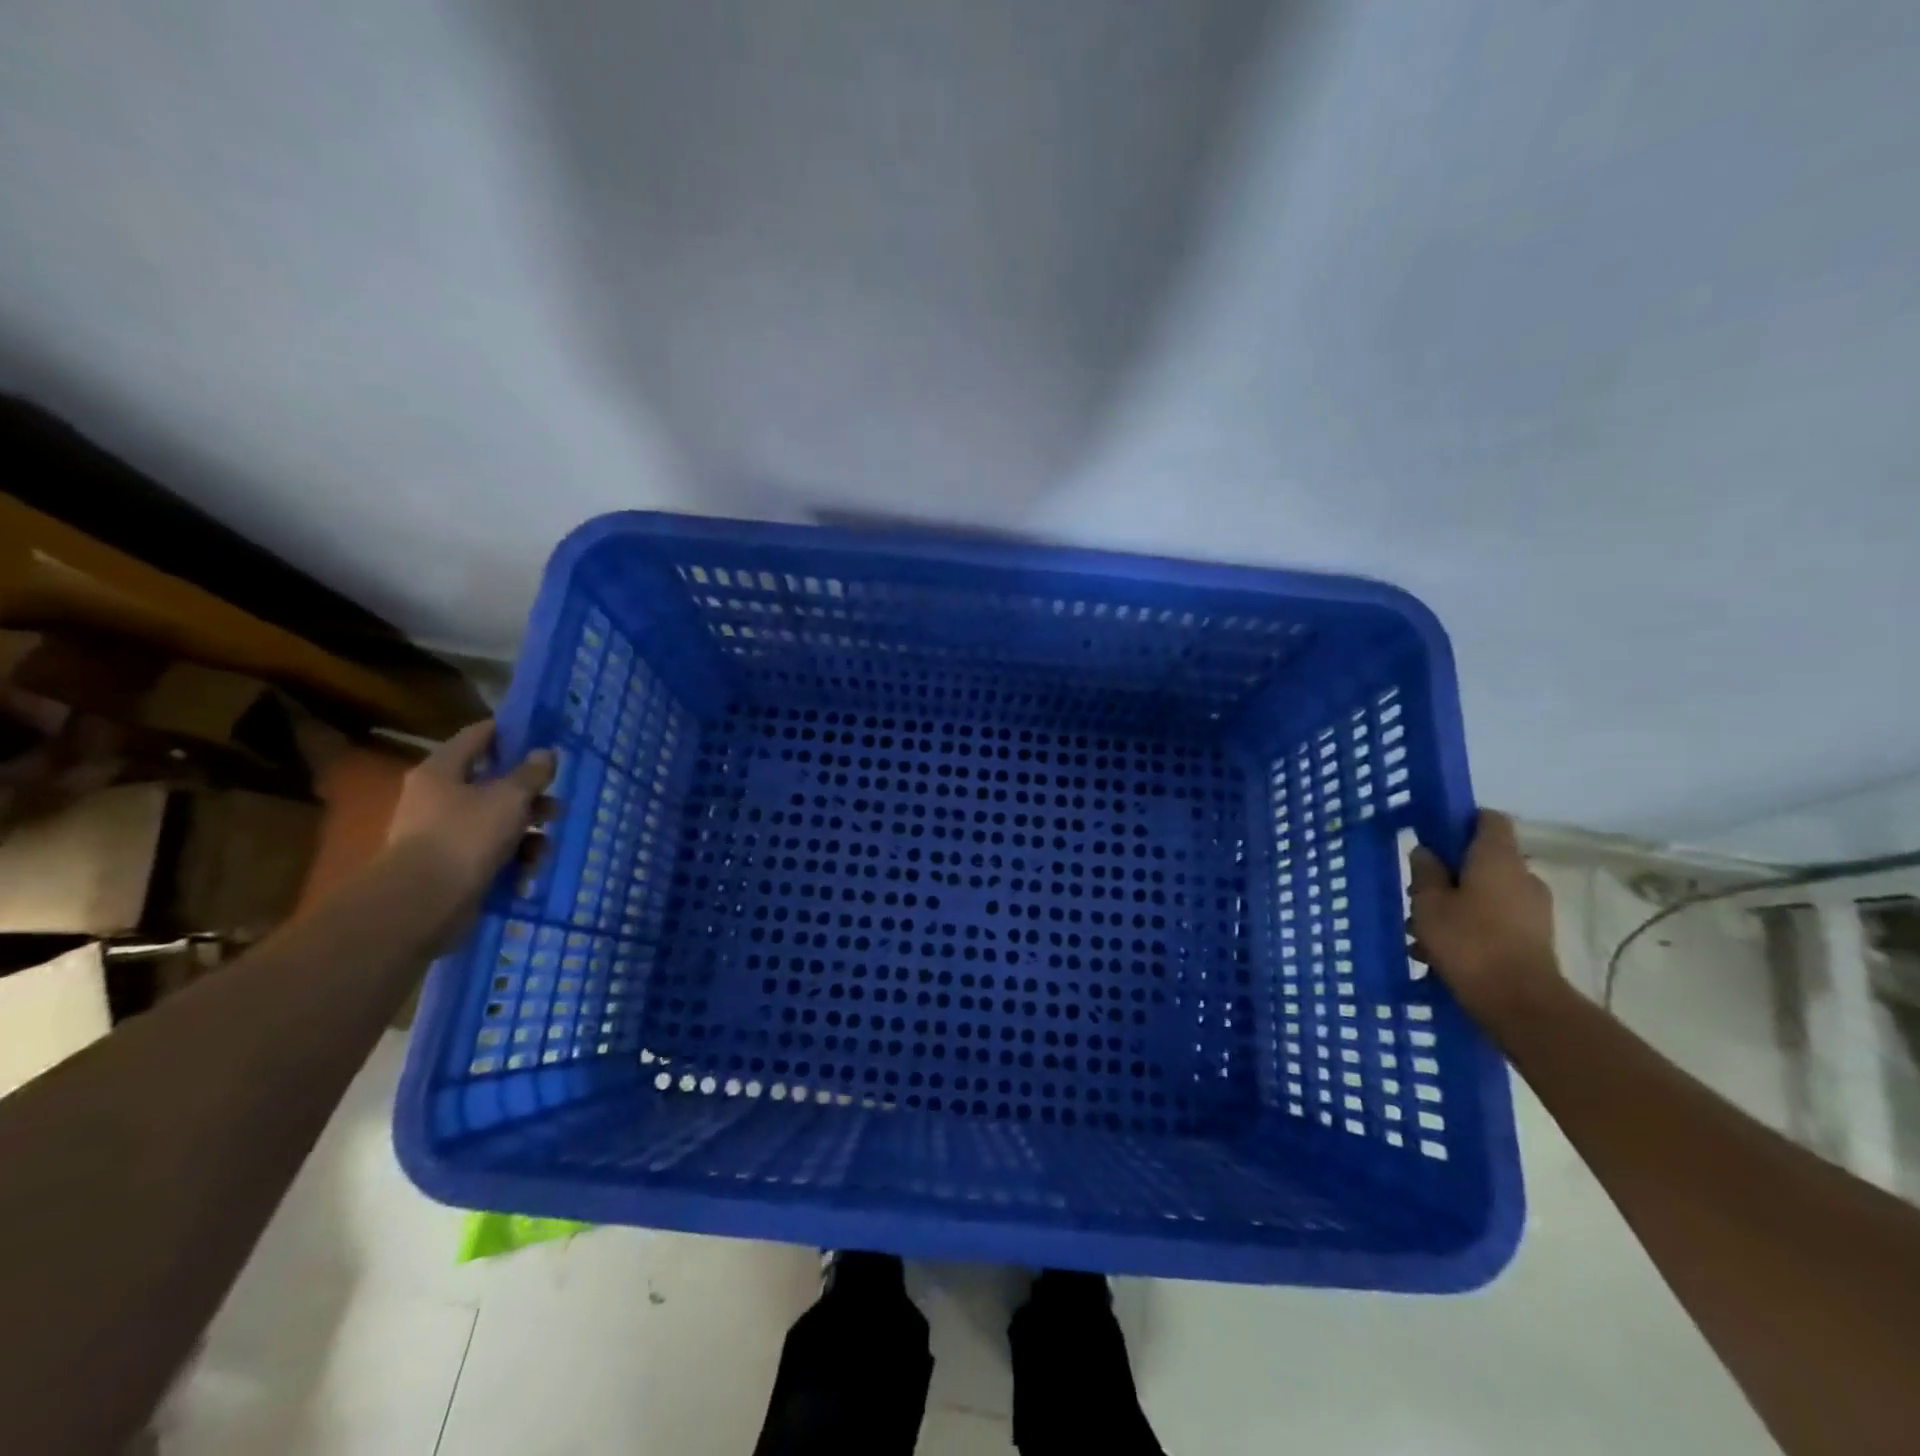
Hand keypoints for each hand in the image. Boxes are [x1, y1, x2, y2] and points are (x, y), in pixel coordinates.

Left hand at [383, 721, 553, 936]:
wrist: (422, 903)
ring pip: (498, 821)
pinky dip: (512, 860)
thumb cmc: (465, 837)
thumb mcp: (509, 798)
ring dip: (527, 833)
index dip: (512, 732)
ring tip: (544, 849)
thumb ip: (531, 773)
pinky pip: (491, 852)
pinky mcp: (453, 865)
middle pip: (494, 784)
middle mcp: (439, 797)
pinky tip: (527, 873)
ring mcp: (444, 833)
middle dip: (530, 796)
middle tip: (556, 806)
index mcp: (443, 770)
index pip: (479, 735)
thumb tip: (545, 753)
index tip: (544, 738)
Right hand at [1408, 810, 1561, 1021]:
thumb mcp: (1428, 903)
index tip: (1434, 836)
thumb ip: (1425, 872)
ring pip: (1486, 893)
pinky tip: (1440, 952)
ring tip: (1421, 932)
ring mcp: (1533, 909)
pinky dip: (1470, 927)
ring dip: (1455, 905)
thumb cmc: (1468, 941)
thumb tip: (1426, 852)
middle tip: (1418, 894)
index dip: (1461, 821)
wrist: (1519, 1003)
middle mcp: (1523, 876)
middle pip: (1483, 860)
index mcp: (1498, 858)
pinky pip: (1495, 920)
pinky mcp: (1535, 938)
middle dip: (1449, 873)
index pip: (1488, 819)